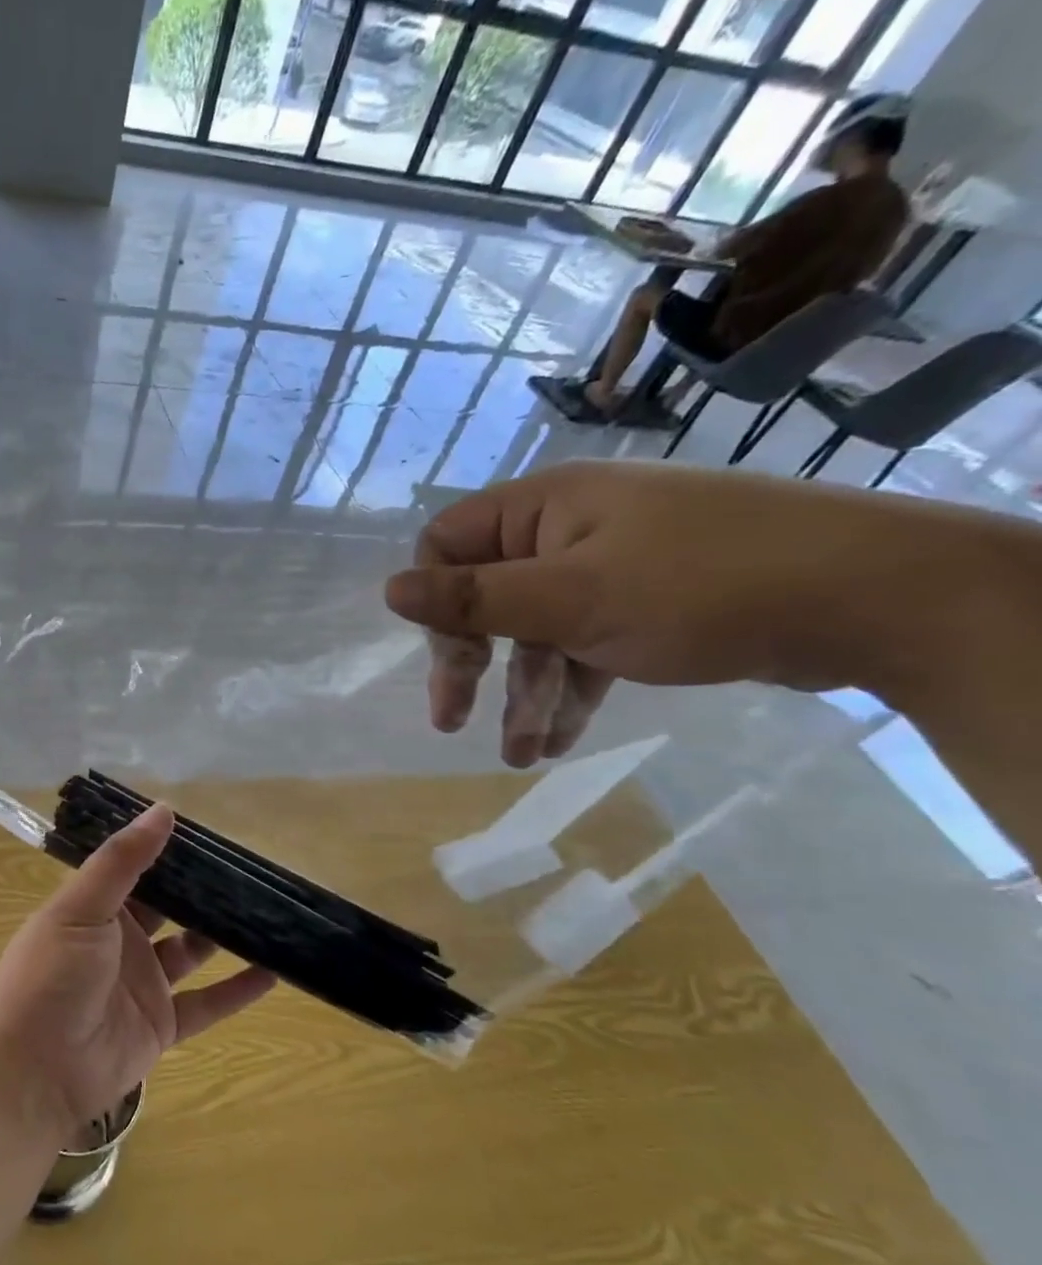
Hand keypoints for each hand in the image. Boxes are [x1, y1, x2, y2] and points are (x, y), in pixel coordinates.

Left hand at [0, 804, 275, 1142]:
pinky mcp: (161, 1026)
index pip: (137, 870)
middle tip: (249, 870)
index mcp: (95, 908)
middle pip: (169, 908)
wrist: (32, 1072)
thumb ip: (122, 861)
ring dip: (224, 935)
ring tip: (268, 912)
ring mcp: (142, 984)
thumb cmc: (50, 976)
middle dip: (202, 891)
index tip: (210, 833)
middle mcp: (120, 941)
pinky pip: (206, 1003)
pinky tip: (274, 972)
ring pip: (192, 951)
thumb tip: (164, 810)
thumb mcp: (80, 908)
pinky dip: (237, 990)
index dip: (168, 852)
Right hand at [381, 462, 1001, 766]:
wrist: (876, 601)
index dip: (438, 602)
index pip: (449, 544)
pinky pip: (583, 646)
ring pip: (538, 632)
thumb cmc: (702, 589)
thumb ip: (473, 599)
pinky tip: (559, 741)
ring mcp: (611, 567)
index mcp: (545, 509)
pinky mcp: (646, 604)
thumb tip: (389, 591)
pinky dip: (570, 692)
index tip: (453, 656)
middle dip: (472, 663)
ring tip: (520, 755)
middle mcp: (570, 530)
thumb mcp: (571, 600)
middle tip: (451, 719)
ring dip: (524, 694)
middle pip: (488, 596)